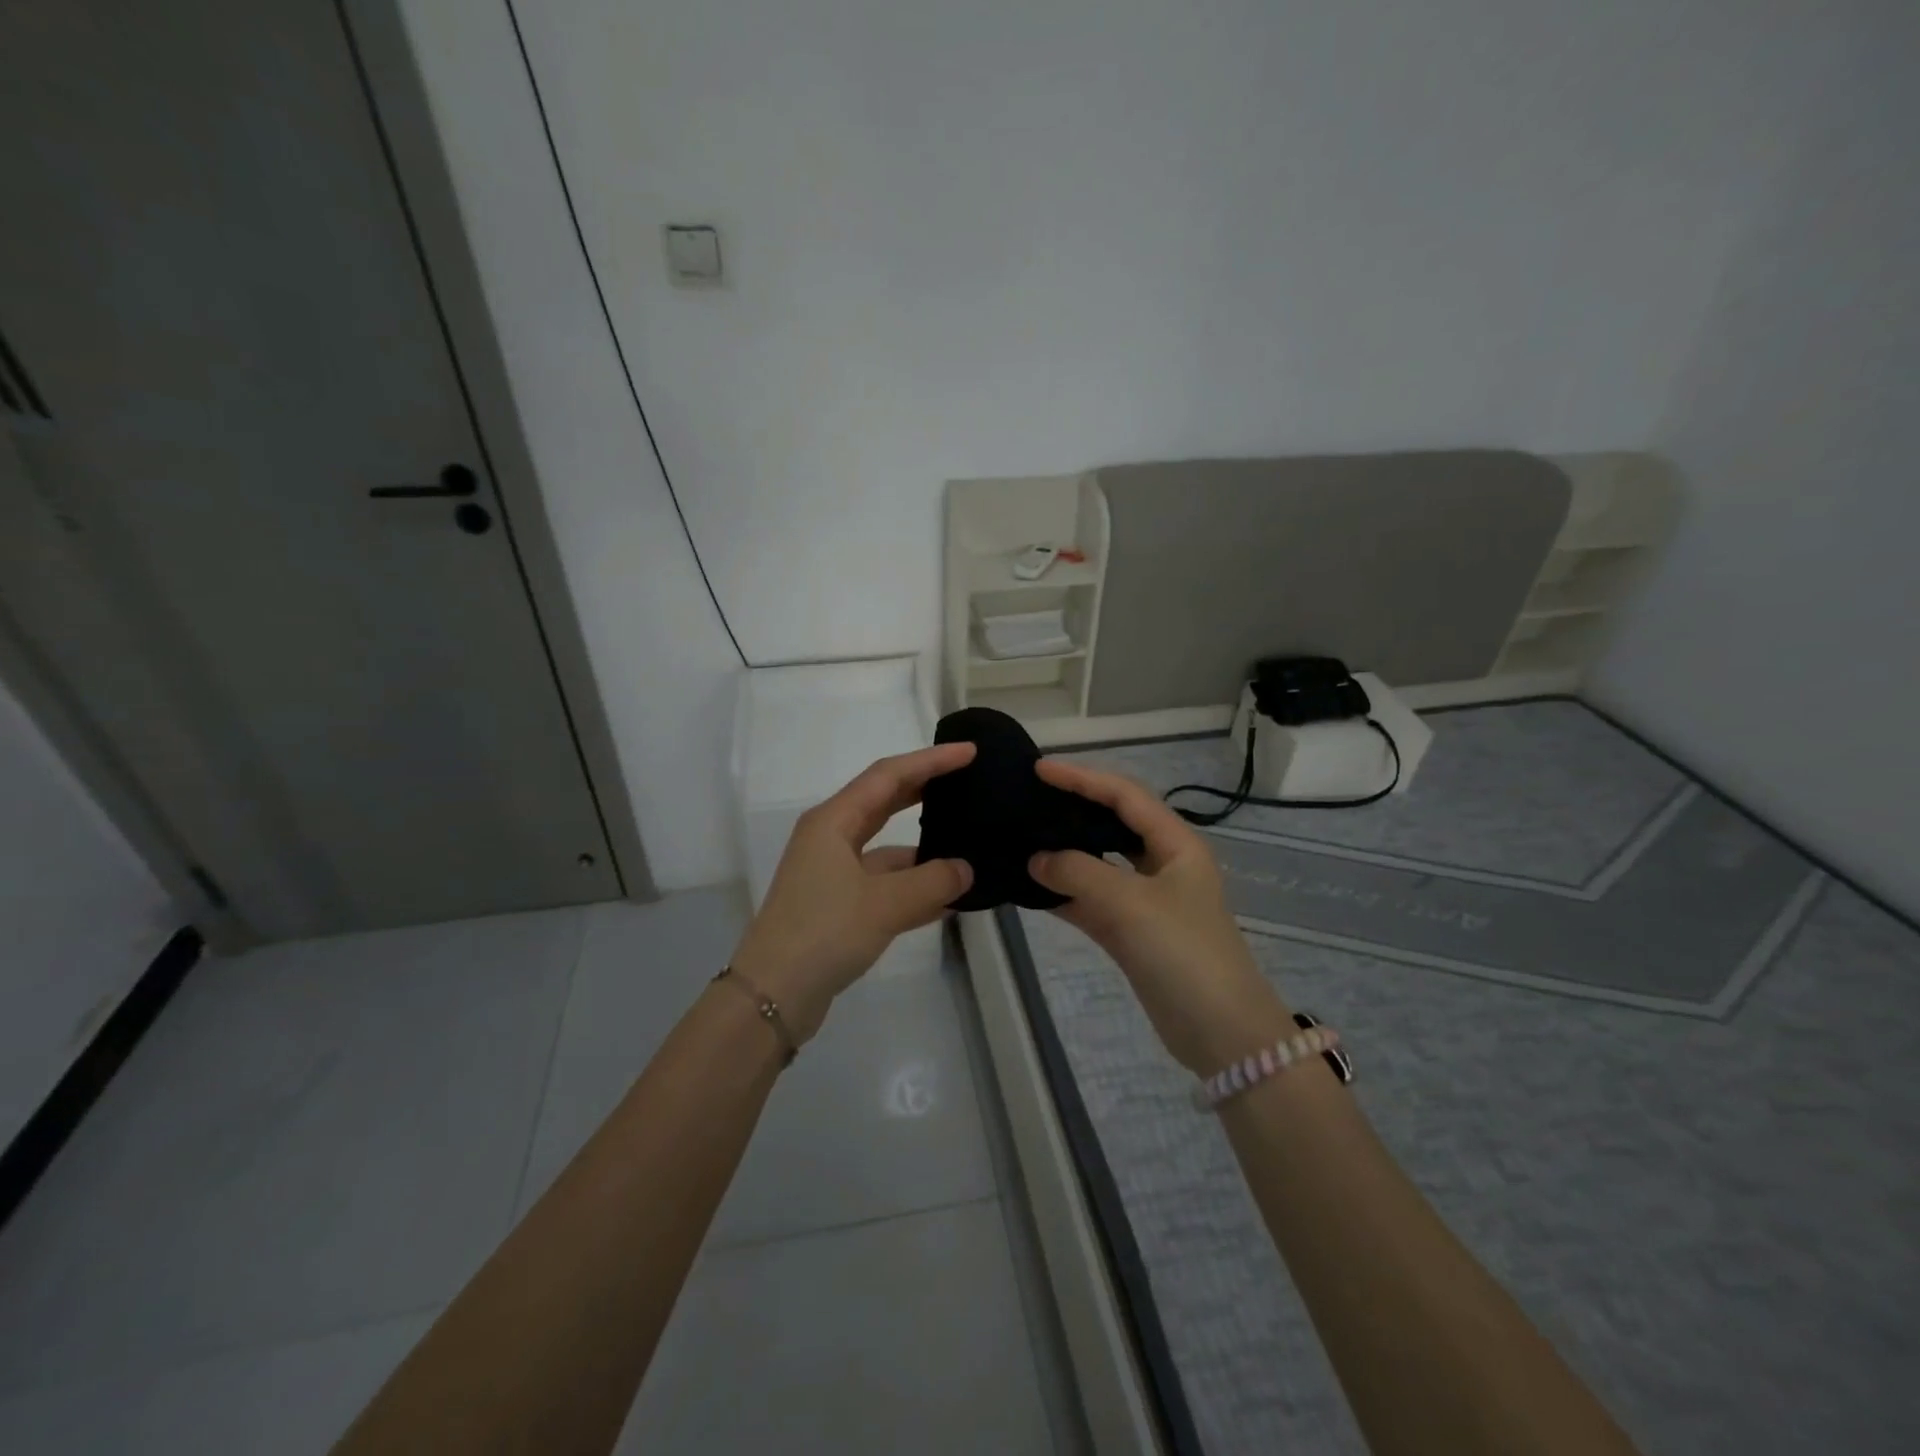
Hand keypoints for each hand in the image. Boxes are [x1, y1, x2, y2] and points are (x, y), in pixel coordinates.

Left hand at [730, 743, 975, 1042]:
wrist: (772, 996)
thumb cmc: (823, 933)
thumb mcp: (885, 904)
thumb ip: (933, 881)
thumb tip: (966, 869)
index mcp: (833, 821)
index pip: (889, 775)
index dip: (931, 761)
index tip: (969, 753)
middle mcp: (831, 838)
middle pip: (885, 802)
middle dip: (926, 791)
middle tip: (968, 783)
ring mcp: (833, 873)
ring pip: (887, 848)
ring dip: (924, 849)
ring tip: (968, 846)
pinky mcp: (839, 905)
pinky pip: (885, 884)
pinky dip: (914, 887)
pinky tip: (950, 898)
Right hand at [1028, 758, 1293, 1072]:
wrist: (1220, 1033)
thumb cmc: (1183, 953)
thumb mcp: (1130, 904)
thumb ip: (1079, 873)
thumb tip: (1035, 858)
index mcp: (1176, 844)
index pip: (1124, 795)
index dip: (1082, 778)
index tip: (1039, 769)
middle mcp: (1162, 864)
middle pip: (1112, 823)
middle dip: (1073, 809)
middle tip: (1029, 799)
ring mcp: (1146, 900)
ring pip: (1099, 863)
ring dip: (1065, 853)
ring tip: (1022, 837)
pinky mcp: (1132, 932)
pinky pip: (1092, 901)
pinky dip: (1064, 894)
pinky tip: (1031, 887)